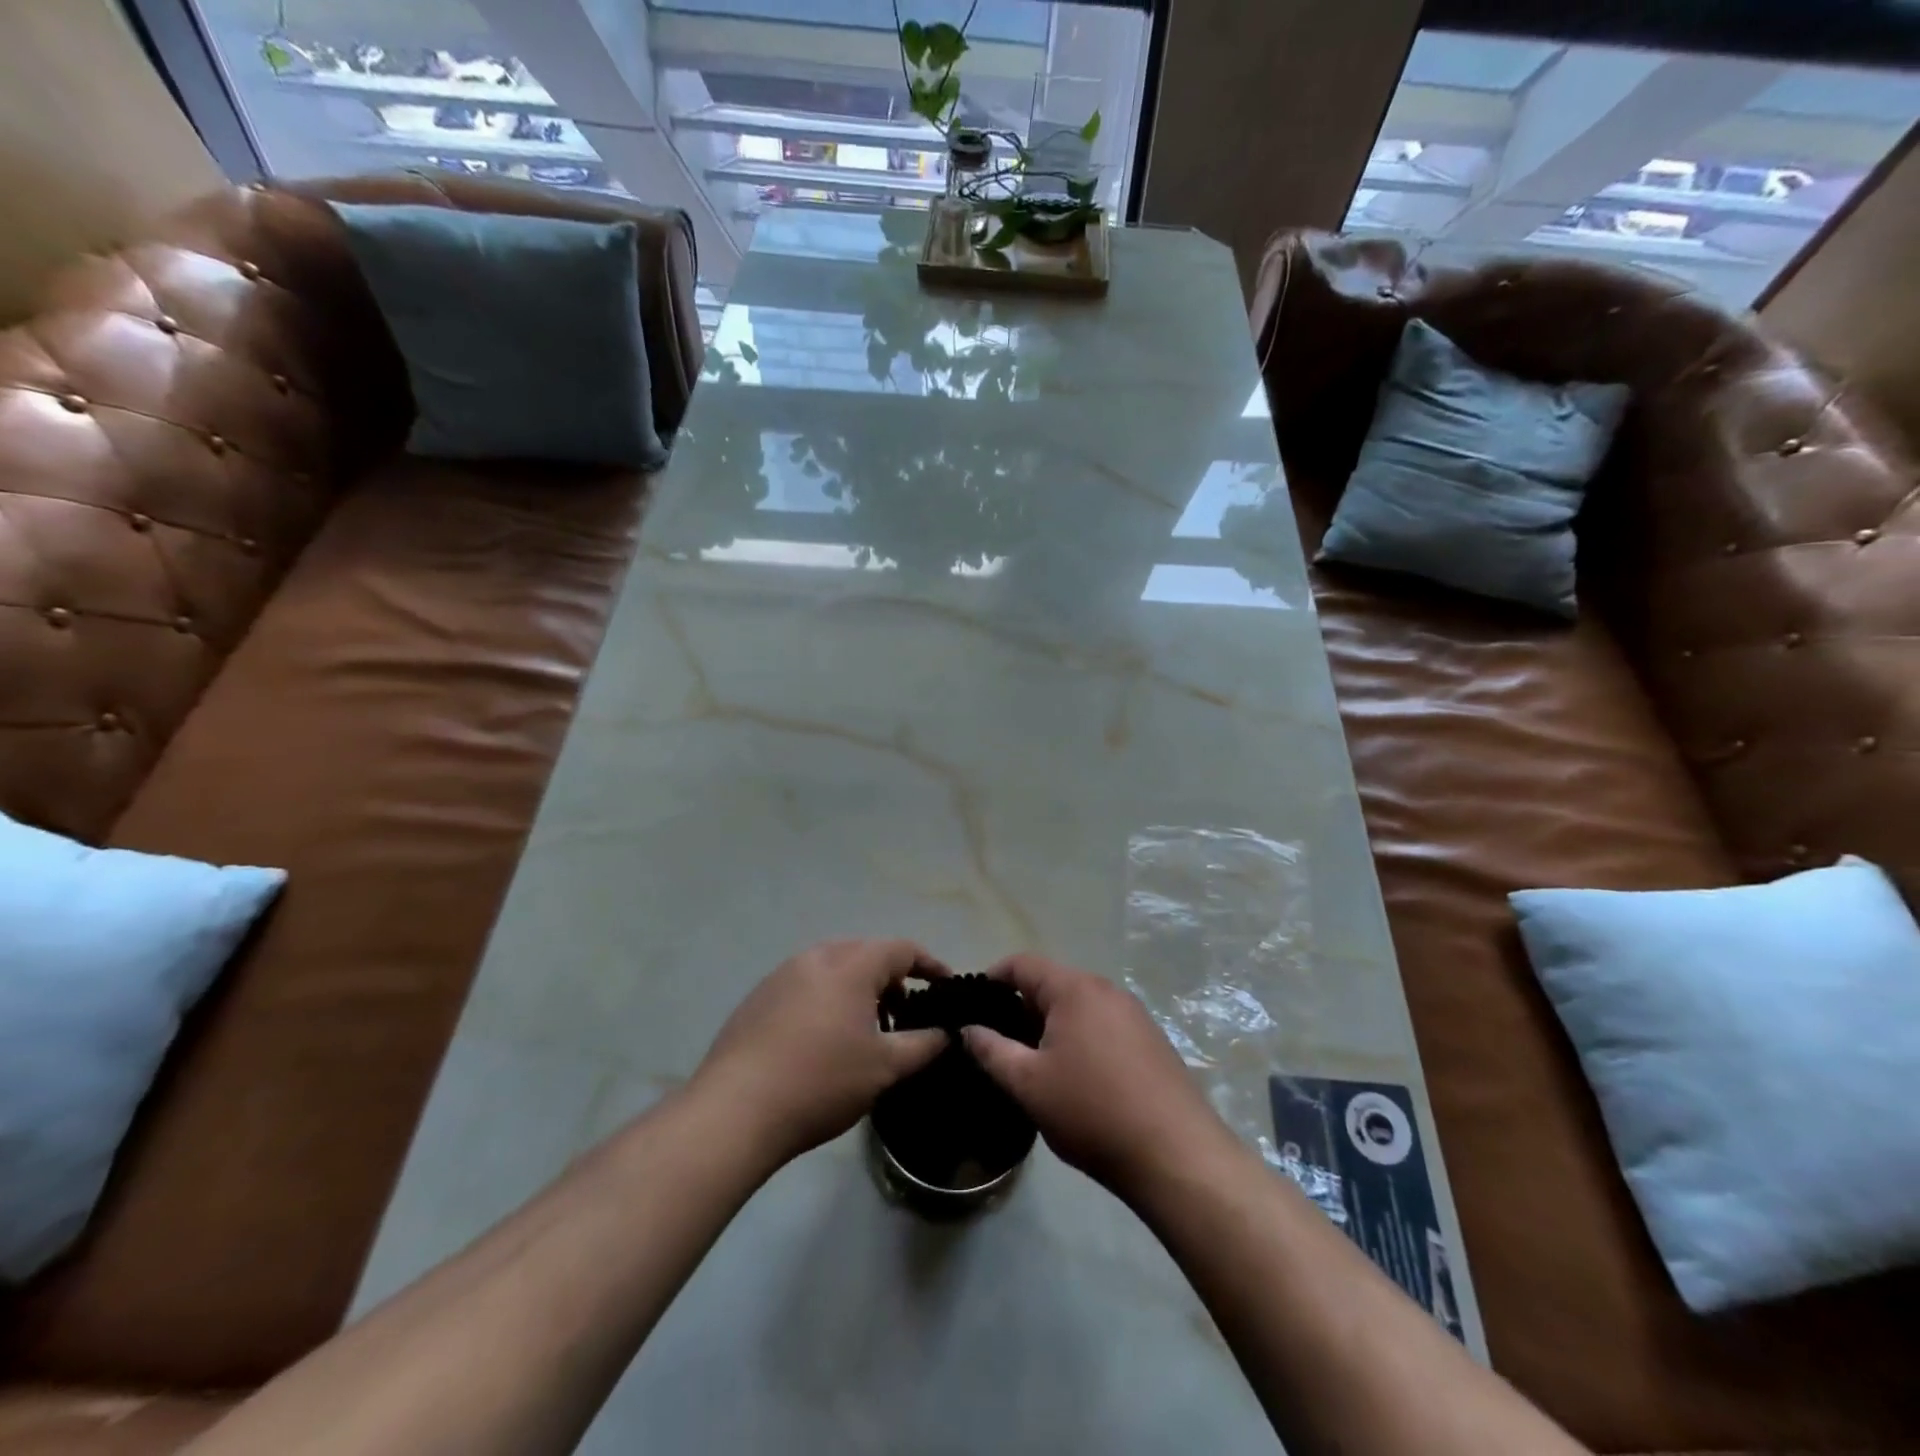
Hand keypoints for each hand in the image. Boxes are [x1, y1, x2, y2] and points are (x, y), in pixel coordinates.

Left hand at [691, 939, 949, 1167]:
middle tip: (905, 1014)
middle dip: (892, 978)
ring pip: (834, 968)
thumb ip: (925, 1044)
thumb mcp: (885, 1068)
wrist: (734, 1110)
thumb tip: (949, 1033)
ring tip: (866, 1031)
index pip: (902, 949)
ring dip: (858, 989)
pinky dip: (827, 999)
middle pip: (866, 953)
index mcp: (851, 965)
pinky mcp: (758, 997)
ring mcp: (782, 974)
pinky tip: (824, 1040)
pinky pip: (806, 984)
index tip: (946, 987)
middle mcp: (816, 957)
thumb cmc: (821, 1081)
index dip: (930, 965)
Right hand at [963, 953, 1235, 1200]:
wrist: (1176, 1155)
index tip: (973, 1008)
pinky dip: (1078, 1038)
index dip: (992, 979)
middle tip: (998, 1044)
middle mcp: (1106, 989)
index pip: (1022, 964)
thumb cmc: (1092, 1111)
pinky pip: (1102, 1025)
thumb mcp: (1029, 1084)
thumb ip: (991, 1050)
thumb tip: (969, 1028)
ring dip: (1050, 1026)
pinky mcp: (1151, 1040)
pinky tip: (1075, 1078)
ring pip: (1078, 1007)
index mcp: (1075, 989)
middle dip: (1020, 1008)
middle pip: (1052, 984)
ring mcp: (1134, 1014)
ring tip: (1032, 1064)